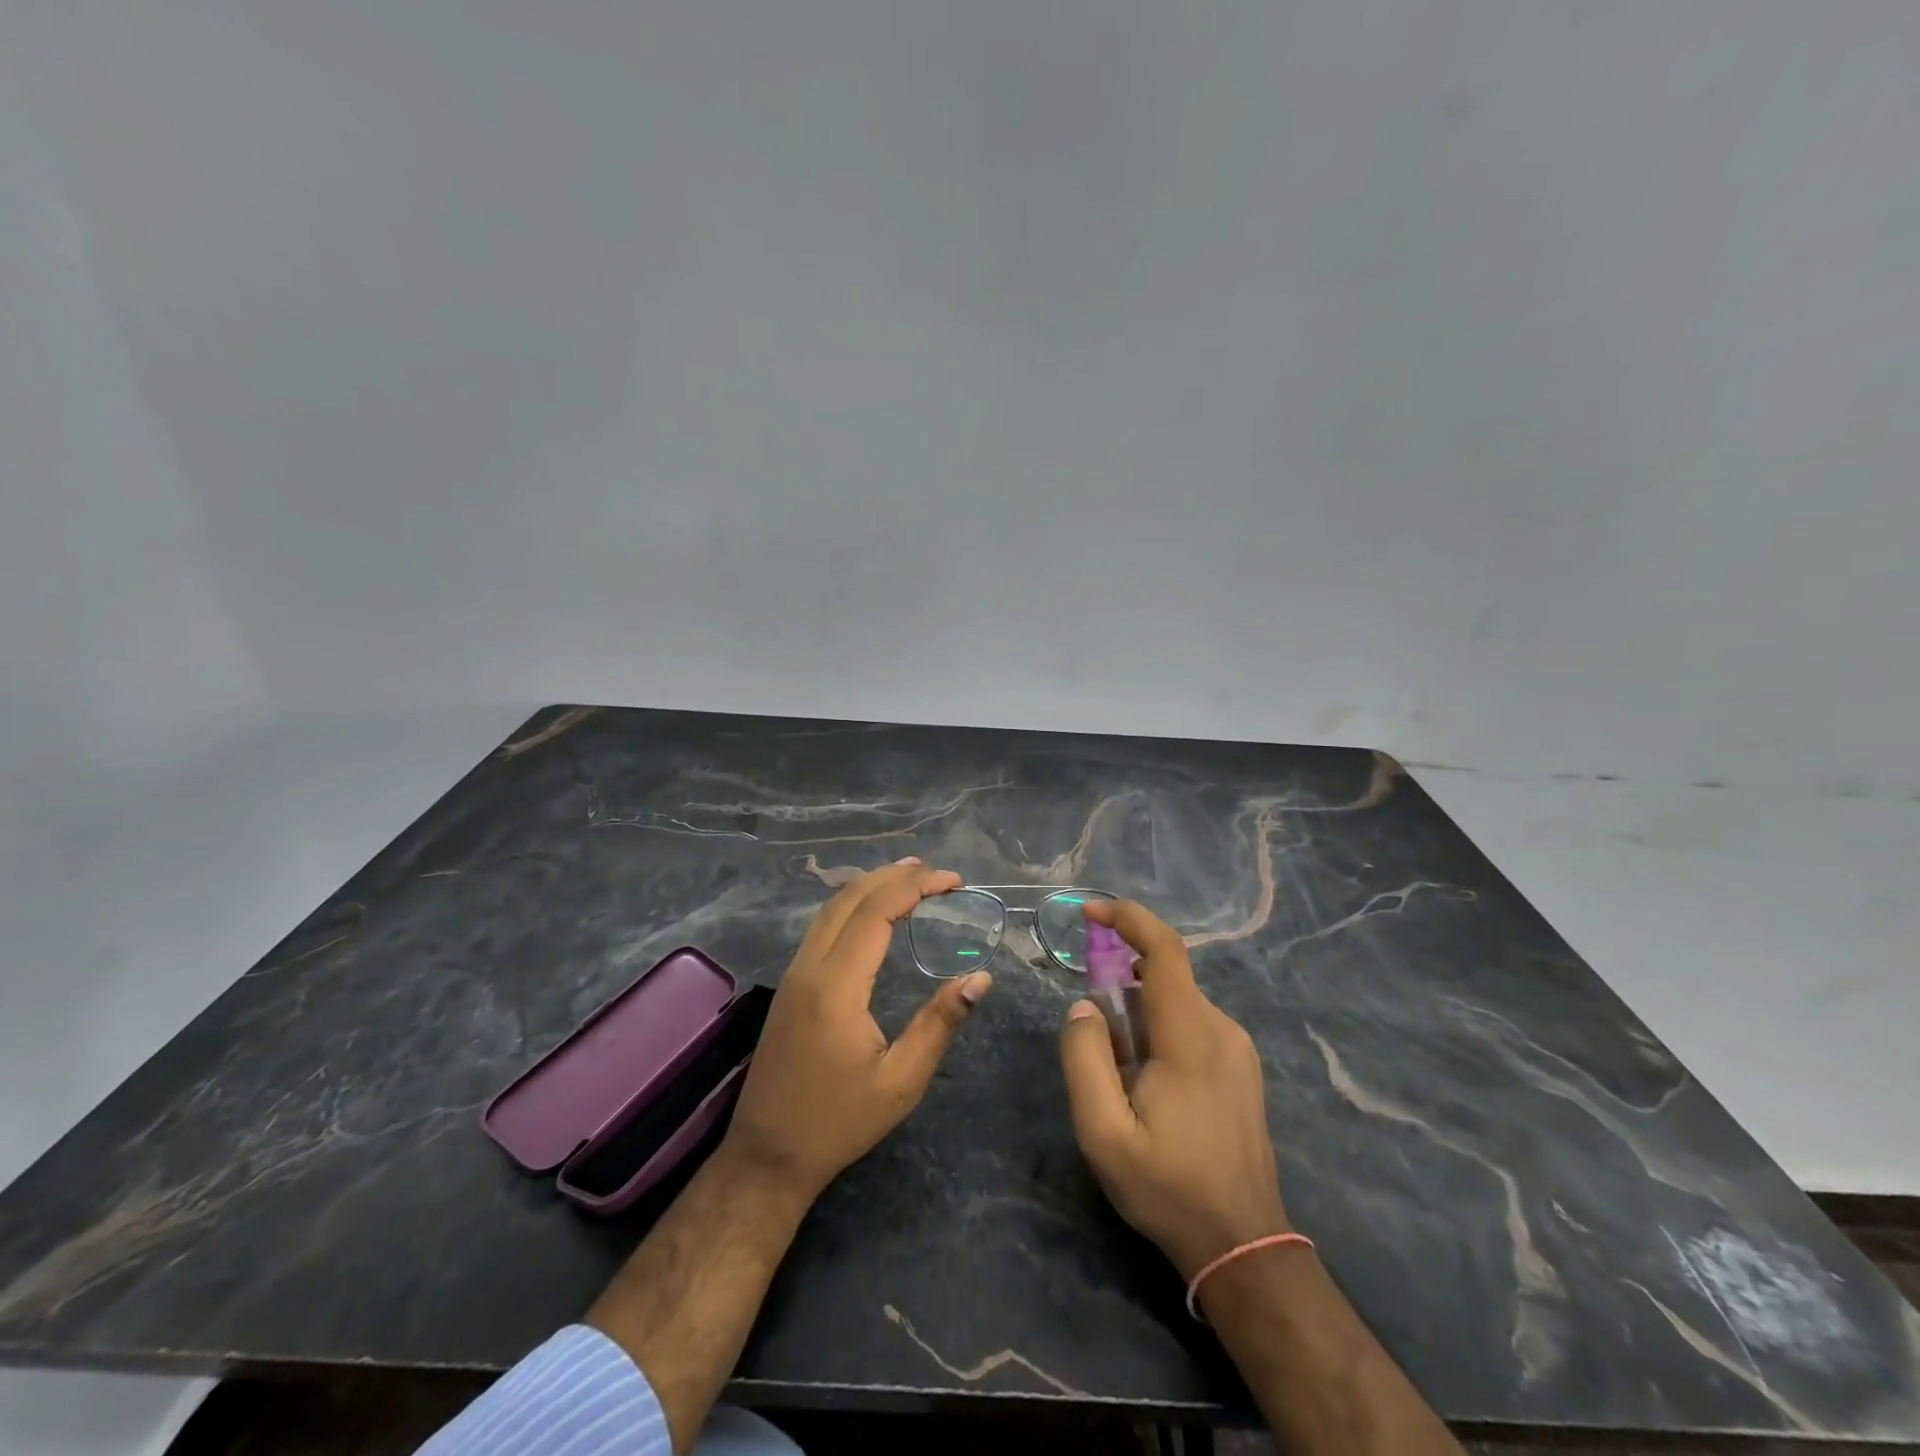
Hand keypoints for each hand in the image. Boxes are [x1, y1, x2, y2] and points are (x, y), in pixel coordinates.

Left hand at [725, 858, 991, 1201]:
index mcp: (837, 985)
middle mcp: (810, 967)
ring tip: (910, 877)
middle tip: (937, 873)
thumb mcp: (900, 1081)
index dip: (916, 887)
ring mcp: (794, 973)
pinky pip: (821, 925)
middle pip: (850, 897)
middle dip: (894, 875)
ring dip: (870, 884)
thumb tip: (979, 979)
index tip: (953, 881)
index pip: (876, 912)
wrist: (768, 1154)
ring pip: (830, 907)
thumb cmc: (839, 1121)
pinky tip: (872, 911)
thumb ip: (939, 1023)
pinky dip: (852, 904)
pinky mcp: (789, 984)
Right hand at [1059, 899, 1289, 1277]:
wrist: (1243, 1245)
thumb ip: (1085, 1059)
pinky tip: (1145, 1079)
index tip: (1089, 912)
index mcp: (1191, 1039)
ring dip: (1137, 1011)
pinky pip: (1190, 1022)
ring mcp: (1237, 1048)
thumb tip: (1085, 1006)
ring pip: (1176, 1001)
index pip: (1166, 951)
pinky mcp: (1240, 1065)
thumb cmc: (1169, 1189)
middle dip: (1120, 979)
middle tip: (1089, 1027)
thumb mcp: (1104, 1134)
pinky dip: (1158, 1028)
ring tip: (1117, 1070)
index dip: (1129, 918)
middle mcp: (1221, 1030)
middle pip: (1165, 976)